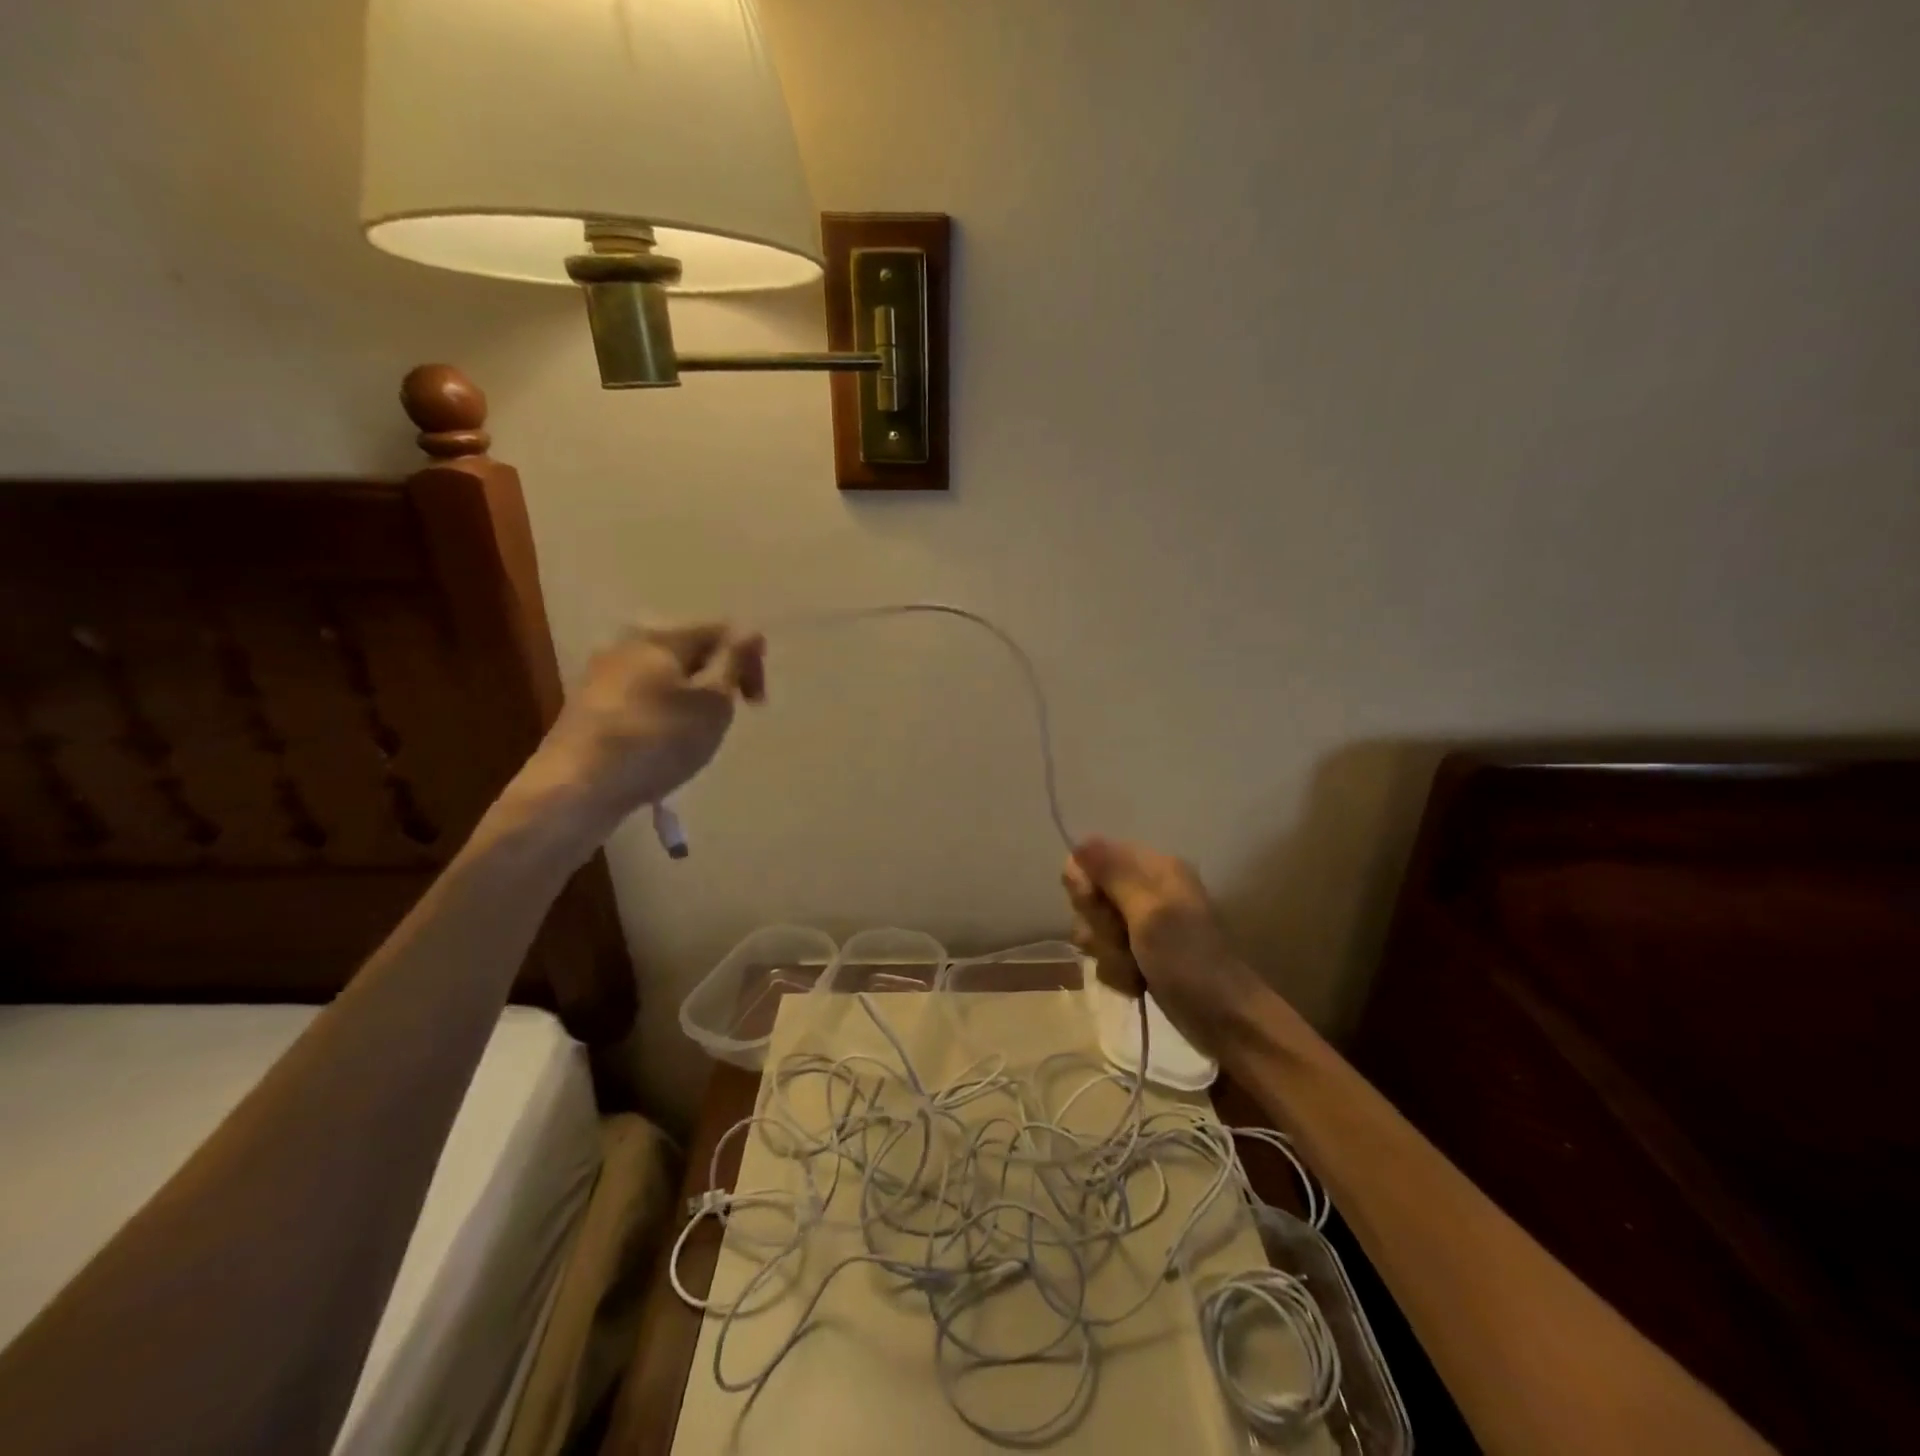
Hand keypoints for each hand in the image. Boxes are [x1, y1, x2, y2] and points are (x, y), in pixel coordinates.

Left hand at [513, 622, 765, 833]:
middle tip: (727, 719)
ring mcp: (603, 674)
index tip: (756, 705)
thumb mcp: (713, 702)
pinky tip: (661, 746)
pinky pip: (642, 698)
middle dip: (717, 681)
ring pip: (666, 677)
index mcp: (662, 635)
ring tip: (695, 736)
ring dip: (690, 700)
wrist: (576, 787)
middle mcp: (628, 643)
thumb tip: (751, 630)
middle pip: (691, 652)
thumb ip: (735, 662)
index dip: (750, 662)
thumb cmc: (657, 740)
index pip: (722, 631)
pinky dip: (663, 715)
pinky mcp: (589, 706)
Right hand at [1063, 837, 1266, 1052]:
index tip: (1097, 906)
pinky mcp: (1139, 952)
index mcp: (1153, 867)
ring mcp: (1142, 923)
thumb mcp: (1149, 912)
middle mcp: (1145, 888)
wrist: (1224, 1020)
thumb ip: (1112, 874)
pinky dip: (1117, 970)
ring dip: (1107, 952)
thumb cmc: (1187, 960)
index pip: (1091, 857)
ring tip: (1134, 967)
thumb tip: (1079, 841)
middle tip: (1124, 939)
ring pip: (1094, 928)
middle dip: (1098, 924)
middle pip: (1089, 895)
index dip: (1085, 885)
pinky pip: (1105, 953)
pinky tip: (1137, 982)